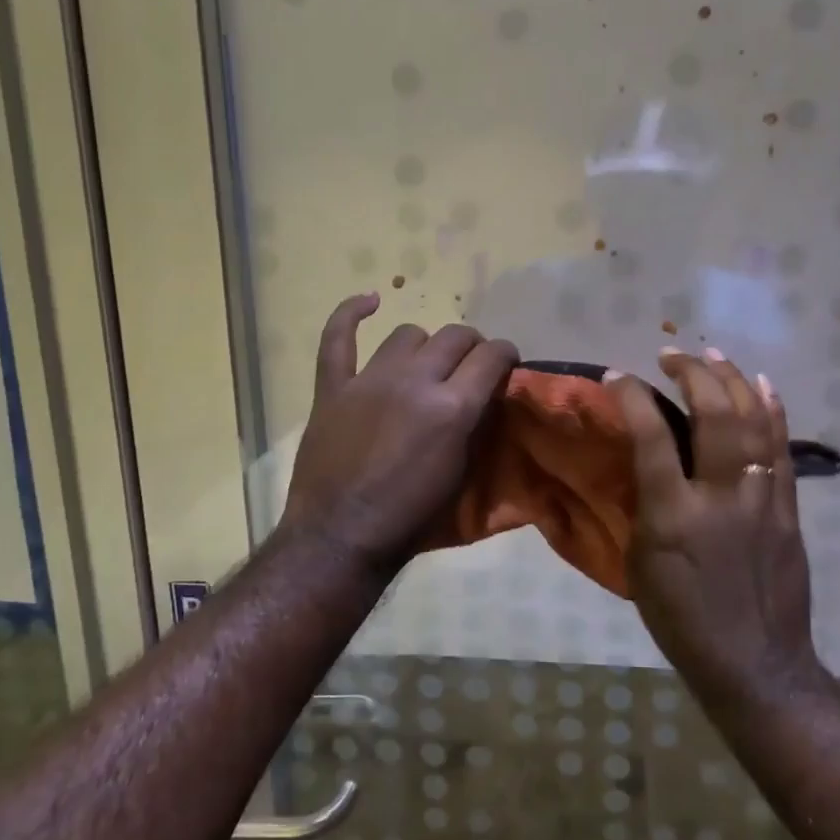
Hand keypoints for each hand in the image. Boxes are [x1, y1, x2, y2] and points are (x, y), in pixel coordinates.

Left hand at [280, 294, 518, 574]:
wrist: (342, 536)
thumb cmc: (412, 517)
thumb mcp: (463, 473)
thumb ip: (476, 425)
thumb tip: (485, 395)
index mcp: (452, 407)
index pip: (492, 355)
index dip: (506, 355)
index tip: (506, 365)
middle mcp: (415, 381)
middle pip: (454, 336)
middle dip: (471, 347)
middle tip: (470, 368)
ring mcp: (370, 380)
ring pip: (408, 333)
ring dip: (425, 346)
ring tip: (424, 364)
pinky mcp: (333, 387)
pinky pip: (337, 337)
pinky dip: (350, 314)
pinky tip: (369, 302)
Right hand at [606, 348, 820, 705]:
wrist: (754, 664)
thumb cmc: (681, 620)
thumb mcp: (641, 565)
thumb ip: (644, 506)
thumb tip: (645, 463)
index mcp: (673, 516)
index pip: (650, 436)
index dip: (631, 396)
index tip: (615, 375)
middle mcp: (720, 497)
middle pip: (713, 414)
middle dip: (691, 373)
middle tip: (671, 356)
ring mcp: (762, 500)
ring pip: (753, 422)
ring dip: (732, 380)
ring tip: (713, 354)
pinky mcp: (788, 510)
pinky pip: (781, 449)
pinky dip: (772, 411)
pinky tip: (762, 385)